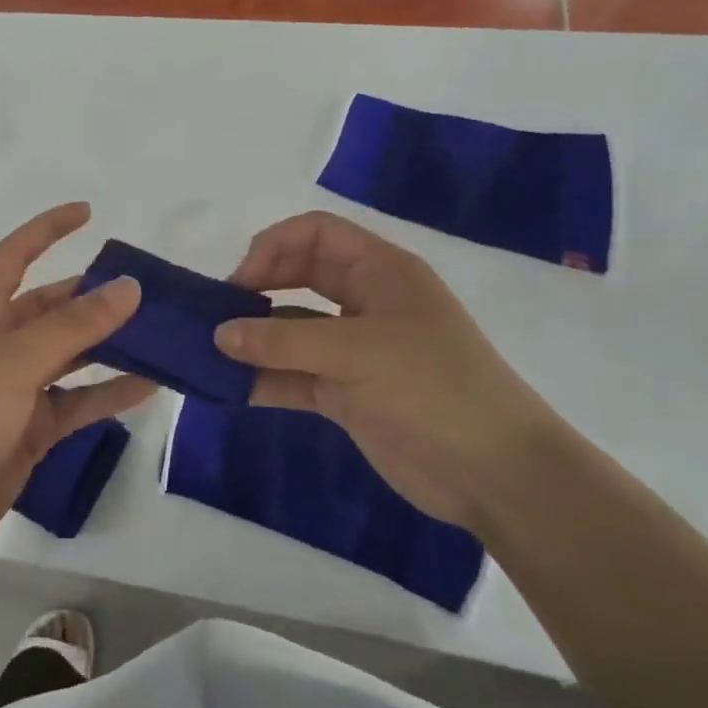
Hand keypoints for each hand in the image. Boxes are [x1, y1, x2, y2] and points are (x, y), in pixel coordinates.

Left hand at [0, 203, 154, 568]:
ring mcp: (18, 389)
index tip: (88, 213)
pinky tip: (150, 387)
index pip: (16, 255)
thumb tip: (128, 287)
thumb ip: (73, 326)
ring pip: (74, 357)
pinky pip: (79, 402)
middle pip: (55, 309)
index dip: (47, 229)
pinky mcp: (32, 429)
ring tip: (163, 338)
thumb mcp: (15, 361)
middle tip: (152, 295)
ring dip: (113, 348)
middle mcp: (2, 344)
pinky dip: (110, 394)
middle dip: (97, 299)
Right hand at [215, 212, 566, 530]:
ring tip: (212, 355)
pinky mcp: (347, 392)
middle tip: (218, 317)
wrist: (495, 473)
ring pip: (292, 329)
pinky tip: (233, 389)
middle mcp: (365, 302)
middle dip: (256, 290)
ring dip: (254, 340)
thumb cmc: (432, 388)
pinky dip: (266, 379)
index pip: (315, 233)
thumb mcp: (355, 353)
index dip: (273, 247)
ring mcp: (355, 349)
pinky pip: (295, 375)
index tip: (240, 284)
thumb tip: (218, 334)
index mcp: (380, 271)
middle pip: (298, 276)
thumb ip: (281, 342)